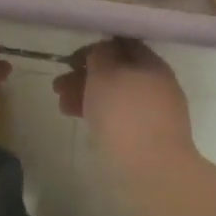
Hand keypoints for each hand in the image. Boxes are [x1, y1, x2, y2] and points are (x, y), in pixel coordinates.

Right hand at [54, 39, 198, 188]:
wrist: (153, 170)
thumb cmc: (125, 113)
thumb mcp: (104, 74)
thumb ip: (100, 55)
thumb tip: (102, 51)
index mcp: (152, 64)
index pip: (122, 45)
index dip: (95, 48)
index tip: (71, 59)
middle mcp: (157, 84)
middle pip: (116, 72)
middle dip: (85, 76)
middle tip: (58, 85)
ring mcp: (154, 114)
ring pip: (116, 96)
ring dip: (88, 96)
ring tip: (62, 105)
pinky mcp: (148, 139)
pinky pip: (120, 118)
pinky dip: (100, 115)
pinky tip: (81, 120)